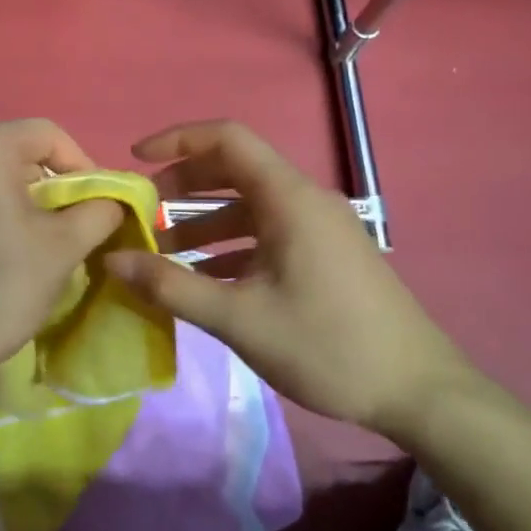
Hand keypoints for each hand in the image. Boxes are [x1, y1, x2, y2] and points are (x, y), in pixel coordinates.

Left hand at [0, 121, 124, 402]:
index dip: (82, 165)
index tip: (95, 205)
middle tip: (64, 226)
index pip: (46, 134)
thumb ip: (98, 212)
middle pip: (9, 152)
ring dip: (9, 200)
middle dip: (44, 186)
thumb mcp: (62, 249)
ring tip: (25, 243)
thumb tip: (111, 201)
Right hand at [104, 121, 479, 437]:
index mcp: (289, 199)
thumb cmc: (327, 346)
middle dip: (182, 186)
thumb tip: (112, 260)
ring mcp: (319, 228)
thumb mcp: (238, 318)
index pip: (227, 139)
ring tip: (162, 256)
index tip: (135, 159)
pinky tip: (204, 282)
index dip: (176, 139)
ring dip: (203, 224)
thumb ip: (170, 286)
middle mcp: (305, 200)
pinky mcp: (325, 255)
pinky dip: (230, 247)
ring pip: (249, 207)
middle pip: (235, 170)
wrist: (418, 391)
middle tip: (142, 212)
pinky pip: (267, 234)